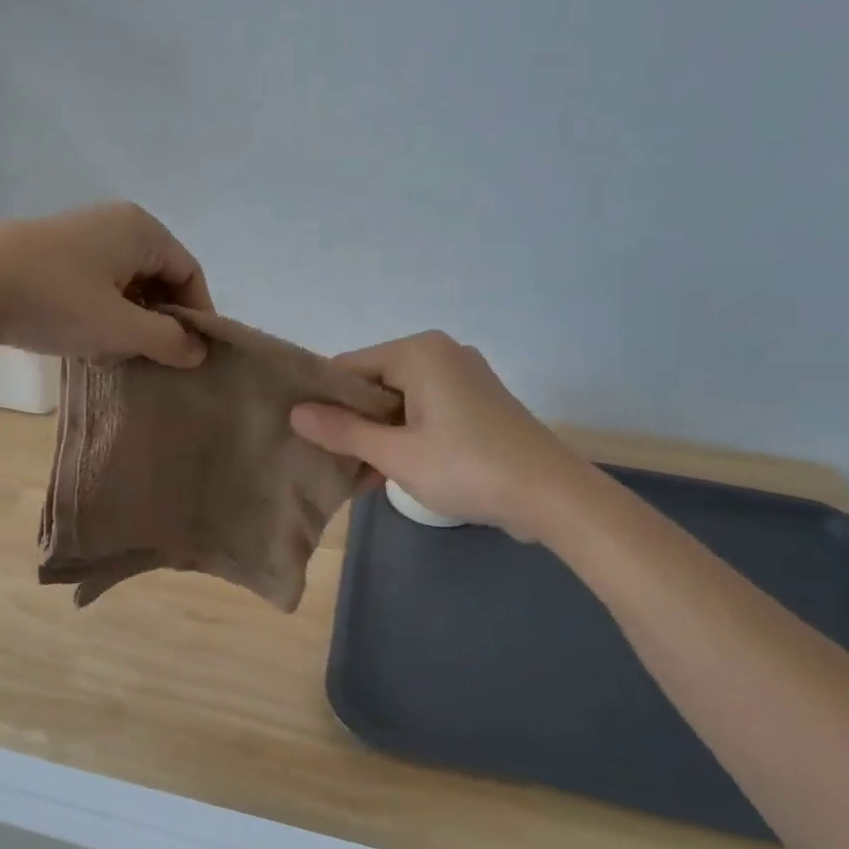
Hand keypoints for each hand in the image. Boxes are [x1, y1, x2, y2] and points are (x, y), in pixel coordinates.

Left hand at [0, 203, 213, 366]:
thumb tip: (199, 350)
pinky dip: (100, 316)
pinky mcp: (49, 257)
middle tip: (155, 360)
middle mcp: (114, 225)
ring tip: (116, 357)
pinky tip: (85, 344)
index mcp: (140, 229)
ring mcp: (78, 239)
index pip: (189, 272)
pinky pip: (94, 287)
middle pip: (158, 277)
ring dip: (129, 324)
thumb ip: (167, 340)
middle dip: (160, 321)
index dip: (198, 315)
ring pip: (124, 286)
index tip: (194, 356)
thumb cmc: (54, 299)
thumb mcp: (119, 327)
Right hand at [289, 331, 587, 534]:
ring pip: (397, 403)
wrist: (553, 496)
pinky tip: (382, 474)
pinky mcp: (476, 405)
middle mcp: (440, 355)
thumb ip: (343, 431)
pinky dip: (403, 438)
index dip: (321, 399)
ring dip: (374, 436)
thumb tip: (296, 413)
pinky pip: (423, 414)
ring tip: (348, 474)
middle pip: (374, 383)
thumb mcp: (396, 453)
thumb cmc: (467, 467)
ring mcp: (462, 379)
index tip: (300, 432)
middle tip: (321, 458)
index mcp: (418, 352)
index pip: (349, 366)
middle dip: (349, 422)